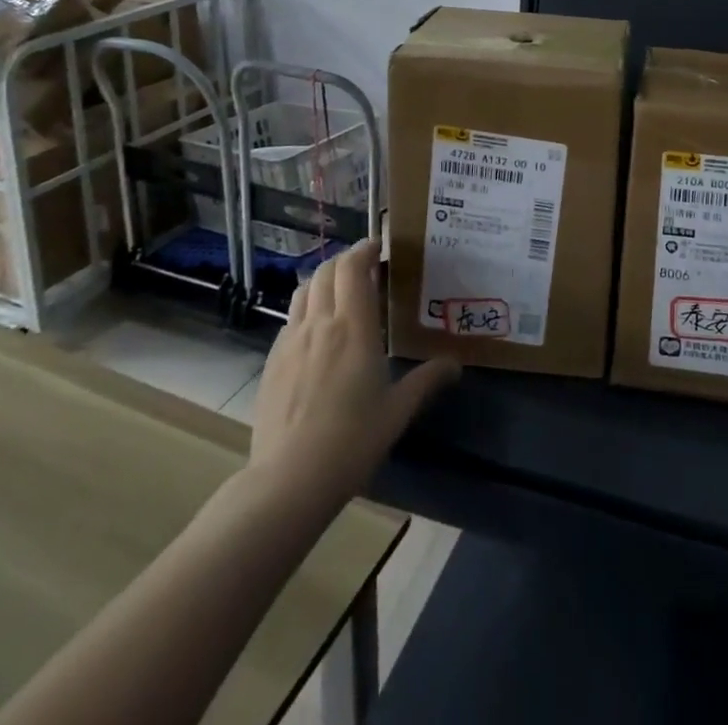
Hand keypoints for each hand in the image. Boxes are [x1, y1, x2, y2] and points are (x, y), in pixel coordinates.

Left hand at [246, 238, 458, 499]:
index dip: (364, 249)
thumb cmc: (352, 441)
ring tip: (339, 290)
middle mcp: (320, 323)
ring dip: (322, 279)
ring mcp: (290, 341)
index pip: (353, 268)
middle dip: (345, 260)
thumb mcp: (398, 411)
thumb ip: (427, 380)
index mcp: (353, 327)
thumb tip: (455, 364)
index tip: (379, 247)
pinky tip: (316, 330)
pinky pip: (290, 318)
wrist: (288, 480)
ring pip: (303, 290)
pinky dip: (306, 307)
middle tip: (365, 267)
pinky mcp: (272, 361)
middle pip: (326, 271)